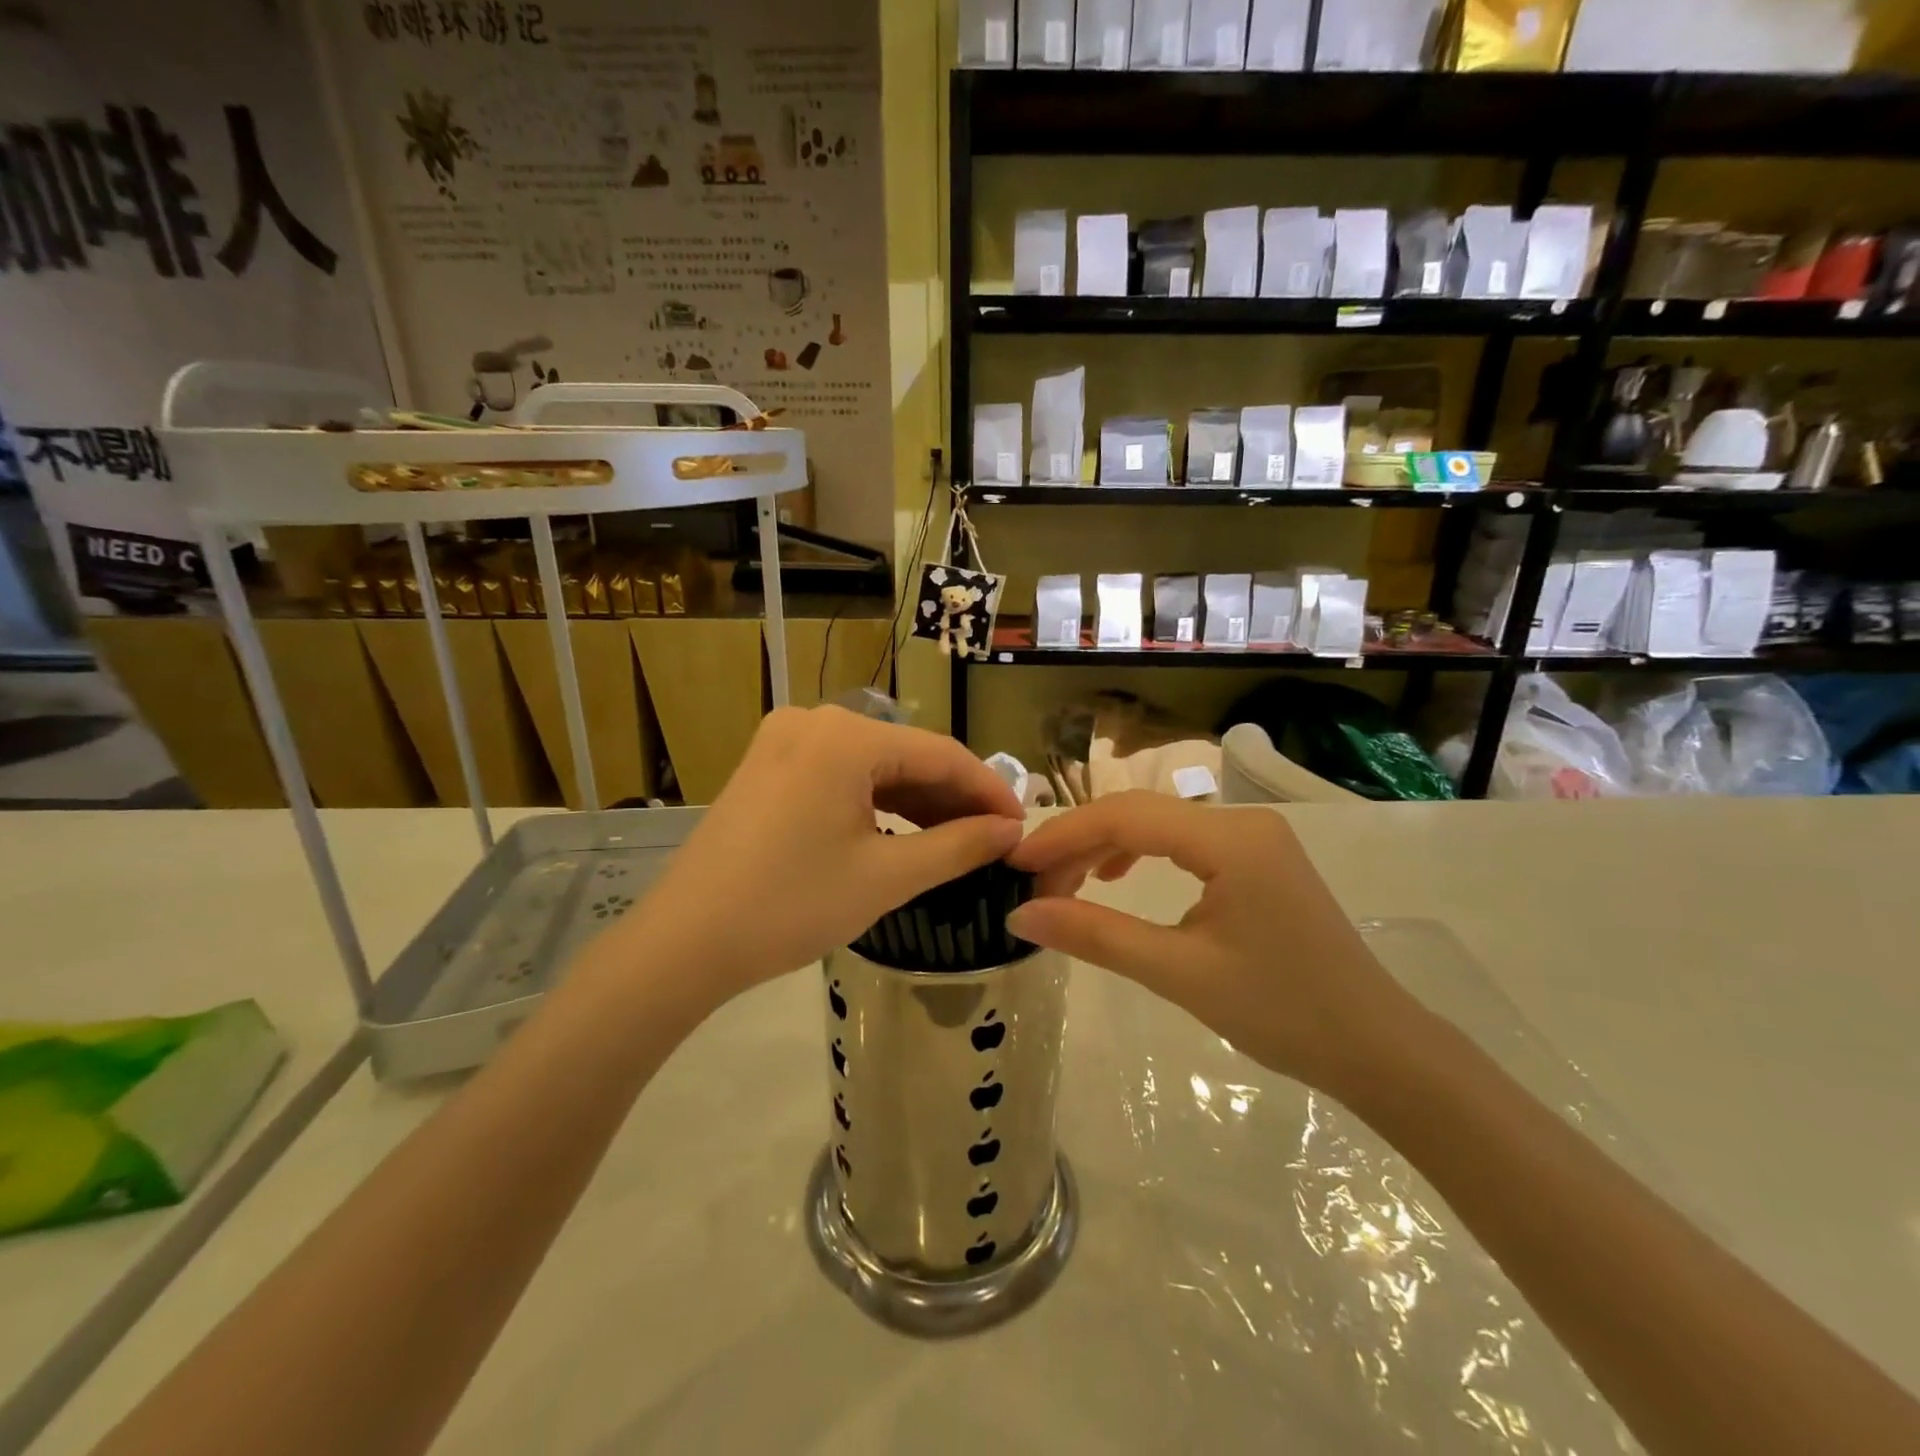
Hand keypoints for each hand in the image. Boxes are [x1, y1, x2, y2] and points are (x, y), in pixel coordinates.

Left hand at [617, 706, 1024, 1005]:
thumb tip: (1011, 831)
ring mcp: (785, 740)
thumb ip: (958, 846)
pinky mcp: (769, 766)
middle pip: (906, 754)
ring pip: (873, 765)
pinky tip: (902, 831)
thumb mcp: (886, 877)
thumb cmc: (791, 906)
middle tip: (993, 839)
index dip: (988, 790)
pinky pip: (841, 775)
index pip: (940, 753)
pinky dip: (876, 801)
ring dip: (917, 800)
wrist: (684, 942)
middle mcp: (815, 720)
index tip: (1022, 826)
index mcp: (845, 736)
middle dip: (952, 797)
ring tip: (956, 841)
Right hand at [1007, 792, 1426, 1097]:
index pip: (1125, 817)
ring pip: (1158, 826)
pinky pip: (1182, 842)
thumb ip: (1097, 935)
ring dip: (1105, 849)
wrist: (1377, 1049)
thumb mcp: (1179, 973)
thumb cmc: (1282, 1013)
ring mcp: (1254, 838)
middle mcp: (1242, 822)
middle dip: (1079, 845)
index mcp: (1230, 839)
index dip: (1063, 836)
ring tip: (1065, 885)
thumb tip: (1020, 915)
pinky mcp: (1257, 859)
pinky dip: (1140, 855)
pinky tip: (1117, 877)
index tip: (1014, 864)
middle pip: (1138, 814)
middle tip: (1033, 886)